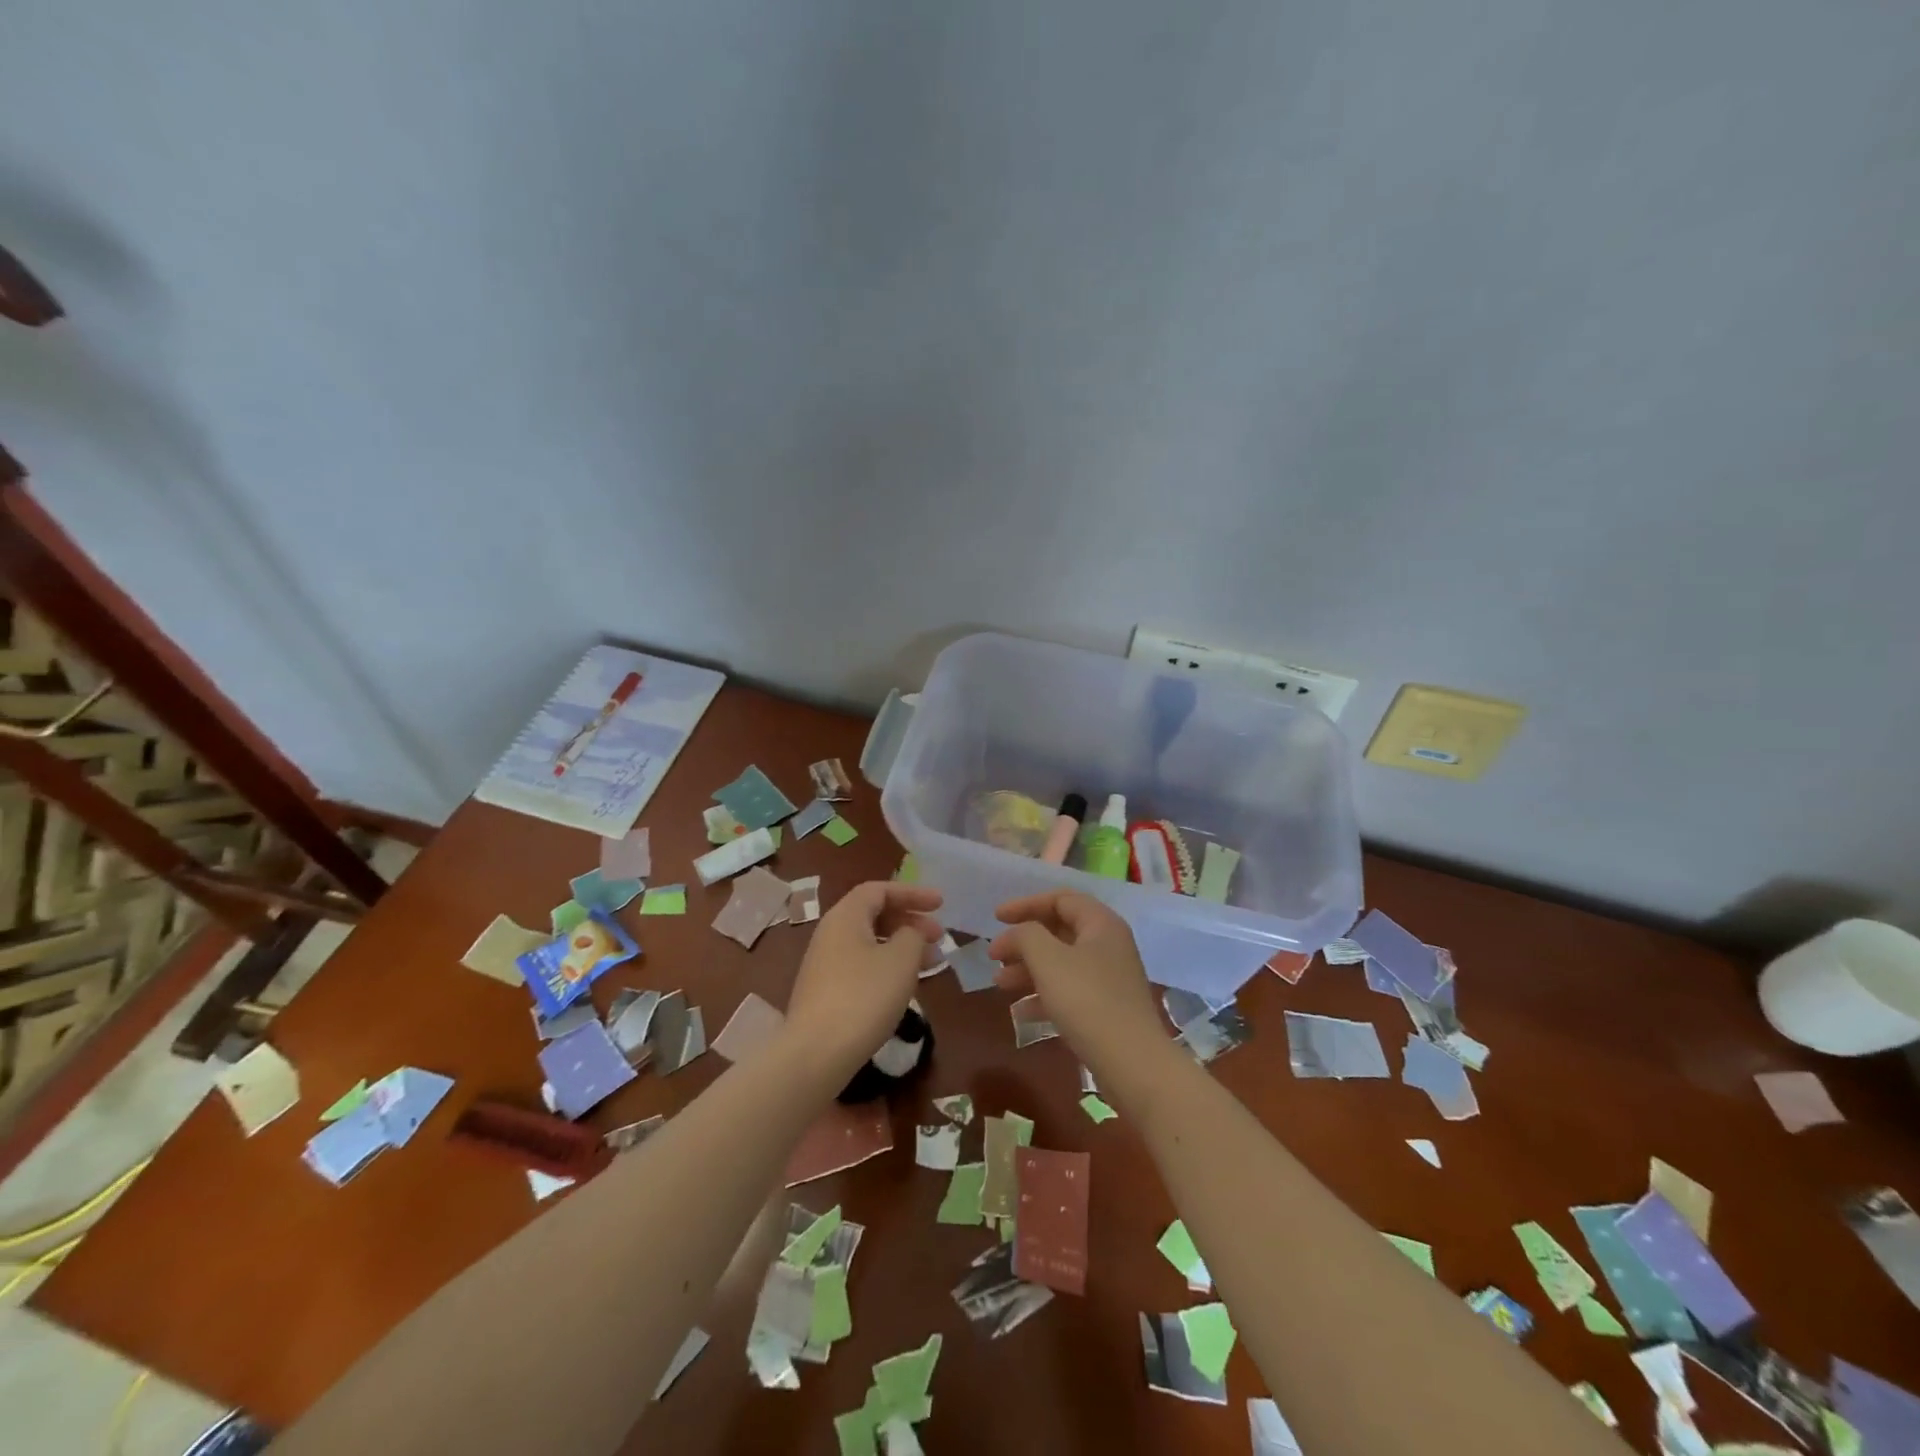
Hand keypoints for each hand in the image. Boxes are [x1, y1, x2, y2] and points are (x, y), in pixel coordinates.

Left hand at [784, 881, 943, 1086]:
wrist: (816, 1053)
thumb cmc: (864, 996)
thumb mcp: (901, 960)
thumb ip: (913, 936)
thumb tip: (910, 933)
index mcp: (846, 916)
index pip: (880, 890)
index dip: (912, 893)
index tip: (941, 904)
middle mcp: (831, 933)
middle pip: (874, 914)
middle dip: (910, 921)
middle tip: (939, 937)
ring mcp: (825, 964)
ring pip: (870, 942)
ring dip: (902, 946)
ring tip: (931, 963)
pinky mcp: (825, 992)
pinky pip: (862, 965)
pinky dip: (887, 966)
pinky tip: (905, 986)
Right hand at [988, 891, 1176, 1099]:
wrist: (1132, 1063)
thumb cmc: (1087, 1000)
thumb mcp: (1048, 959)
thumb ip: (1026, 935)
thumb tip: (1016, 934)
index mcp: (1101, 924)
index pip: (1061, 899)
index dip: (1026, 904)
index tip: (996, 918)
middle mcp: (1108, 945)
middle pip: (1059, 931)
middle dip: (1024, 942)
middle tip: (994, 956)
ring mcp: (1109, 979)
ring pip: (1061, 963)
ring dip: (1028, 970)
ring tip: (999, 983)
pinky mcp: (1106, 1009)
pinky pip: (1069, 992)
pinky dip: (1043, 996)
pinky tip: (1020, 1012)